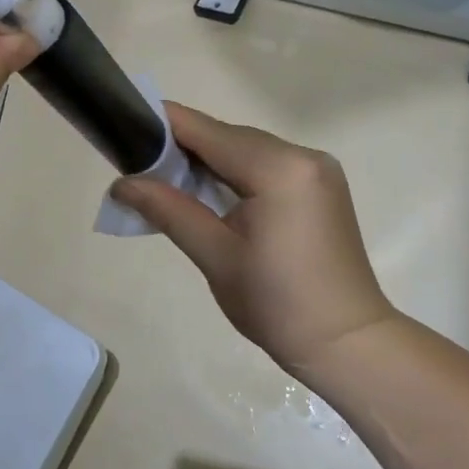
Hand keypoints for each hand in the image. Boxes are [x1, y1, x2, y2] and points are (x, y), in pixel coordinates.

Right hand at [110, 104, 400, 375]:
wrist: (346, 343)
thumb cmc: (277, 304)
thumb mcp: (215, 255)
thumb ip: (168, 209)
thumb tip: (121, 183)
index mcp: (278, 168)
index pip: (208, 131)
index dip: (164, 125)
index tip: (126, 128)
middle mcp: (302, 156)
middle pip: (228, 137)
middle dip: (184, 148)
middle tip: (141, 168)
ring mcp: (317, 170)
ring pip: (247, 150)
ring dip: (209, 162)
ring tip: (167, 183)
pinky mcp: (321, 186)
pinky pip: (267, 165)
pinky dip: (235, 173)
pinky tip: (210, 195)